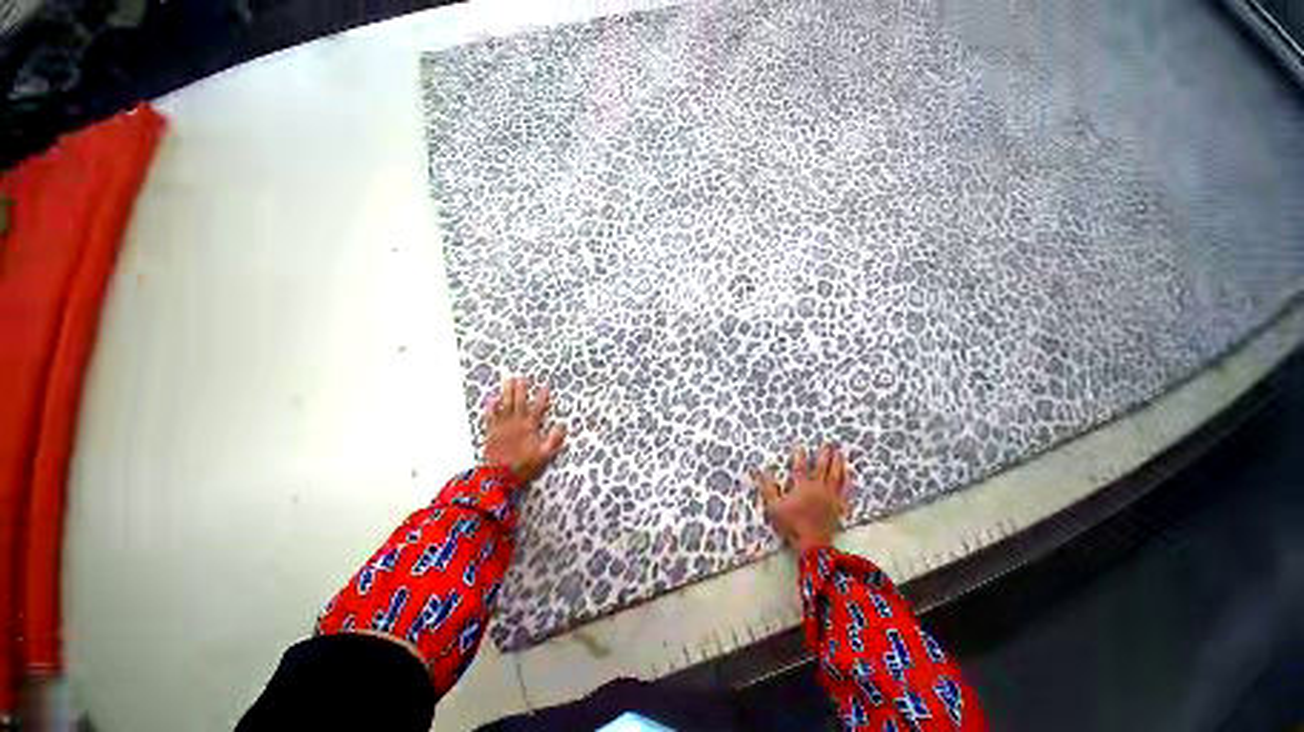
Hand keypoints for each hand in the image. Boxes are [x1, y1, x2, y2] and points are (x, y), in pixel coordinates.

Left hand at [483, 376, 566, 483]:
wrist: (499, 477)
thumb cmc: (524, 466)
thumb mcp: (545, 455)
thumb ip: (554, 439)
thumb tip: (562, 425)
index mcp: (530, 427)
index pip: (538, 407)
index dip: (543, 395)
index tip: (546, 384)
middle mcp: (516, 422)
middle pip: (519, 401)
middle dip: (521, 388)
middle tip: (522, 376)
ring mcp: (502, 426)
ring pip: (505, 404)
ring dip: (506, 391)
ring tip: (508, 379)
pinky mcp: (491, 431)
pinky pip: (490, 415)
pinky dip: (490, 406)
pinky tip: (491, 398)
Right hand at [752, 444, 849, 552]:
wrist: (812, 545)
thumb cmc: (791, 525)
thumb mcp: (773, 507)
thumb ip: (768, 488)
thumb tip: (762, 470)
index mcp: (801, 486)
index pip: (800, 467)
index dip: (800, 455)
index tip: (801, 445)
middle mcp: (817, 488)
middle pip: (821, 467)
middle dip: (824, 454)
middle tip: (828, 442)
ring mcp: (830, 497)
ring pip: (835, 476)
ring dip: (838, 463)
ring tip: (840, 452)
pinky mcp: (838, 506)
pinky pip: (845, 492)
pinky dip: (848, 483)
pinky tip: (851, 475)